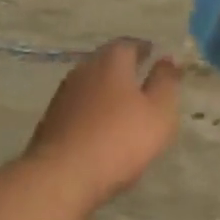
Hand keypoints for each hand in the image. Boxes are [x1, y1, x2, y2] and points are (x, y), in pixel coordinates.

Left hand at [25, 38, 183, 205]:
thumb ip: (166, 83)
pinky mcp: (51, 120)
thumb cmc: (119, 140)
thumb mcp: (158, 112)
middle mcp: (83, 71)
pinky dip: (92, 112)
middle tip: (141, 80)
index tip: (153, 55)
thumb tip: (168, 58)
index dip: (143, 49)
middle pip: (106, 62)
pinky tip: (101, 129)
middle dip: (124, 69)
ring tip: (124, 107)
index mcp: (110, 62)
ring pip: (90, 85)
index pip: (128, 44)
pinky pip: (79, 108)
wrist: (63, 175)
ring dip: (106, 92)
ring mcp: (63, 96)